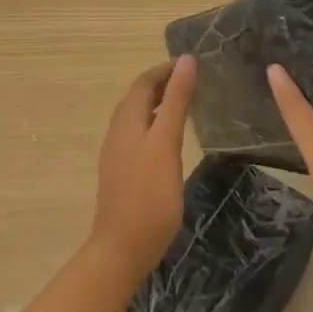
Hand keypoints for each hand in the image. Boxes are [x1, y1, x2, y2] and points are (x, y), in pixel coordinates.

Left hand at [89, 54, 195, 284]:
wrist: (122, 250)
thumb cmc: (148, 196)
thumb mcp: (167, 143)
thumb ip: (177, 102)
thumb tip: (187, 61)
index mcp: (127, 121)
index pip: (143, 82)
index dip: (165, 69)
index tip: (193, 64)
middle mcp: (118, 132)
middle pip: (138, 97)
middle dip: (163, 84)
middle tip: (194, 81)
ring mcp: (117, 154)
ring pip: (137, 117)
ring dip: (159, 104)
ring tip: (187, 103)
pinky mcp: (122, 173)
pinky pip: (138, 135)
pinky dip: (156, 124)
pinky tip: (170, 139)